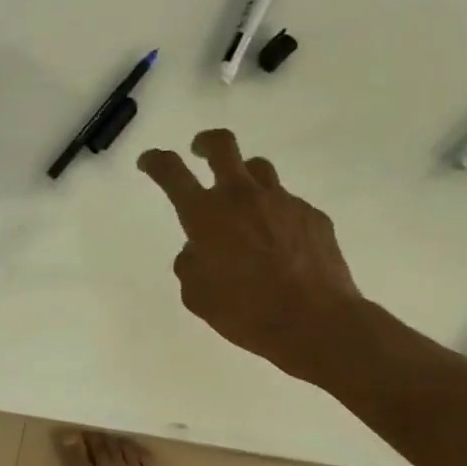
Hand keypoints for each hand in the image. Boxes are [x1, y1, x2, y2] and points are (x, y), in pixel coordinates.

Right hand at [138, 129, 363, 383]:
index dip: (156, 160)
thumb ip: (190, 264)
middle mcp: (242, 197)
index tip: (149, 161)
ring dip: (244, 177)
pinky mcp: (313, 216)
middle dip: (205, 142)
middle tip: (199, 150)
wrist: (317, 323)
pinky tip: (280, 243)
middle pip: (222, 145)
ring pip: (259, 168)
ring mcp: (283, 202)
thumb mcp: (197, 296)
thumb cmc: (246, 311)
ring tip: (242, 201)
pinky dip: (275, 215)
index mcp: (206, 214)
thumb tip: (198, 249)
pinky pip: (288, 204)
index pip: (172, 171)